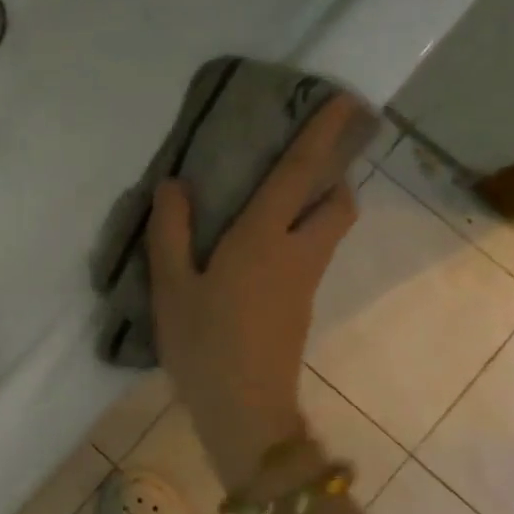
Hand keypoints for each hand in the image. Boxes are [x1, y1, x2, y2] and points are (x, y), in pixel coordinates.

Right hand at [147, 95, 360, 489]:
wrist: (243, 411)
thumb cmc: (203, 344)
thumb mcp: (171, 286)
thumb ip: (170, 231)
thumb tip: (175, 185)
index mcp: (263, 239)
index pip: (298, 176)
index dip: (321, 136)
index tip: (343, 101)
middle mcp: (296, 254)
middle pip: (338, 204)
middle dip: (333, 175)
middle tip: (300, 162)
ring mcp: (304, 283)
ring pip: (328, 231)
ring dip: (318, 205)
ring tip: (274, 199)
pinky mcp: (300, 307)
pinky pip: (310, 255)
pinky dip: (299, 235)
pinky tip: (256, 248)